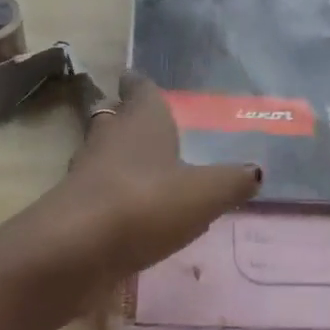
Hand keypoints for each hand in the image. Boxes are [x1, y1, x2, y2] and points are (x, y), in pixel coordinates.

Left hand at [54, 72, 261, 277]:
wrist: (75, 249)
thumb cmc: (146, 203)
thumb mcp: (205, 193)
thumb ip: (232, 181)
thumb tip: (256, 171)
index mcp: (142, 120)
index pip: (140, 89)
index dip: (141, 85)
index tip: (138, 80)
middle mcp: (110, 136)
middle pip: (115, 119)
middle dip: (127, 119)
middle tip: (146, 125)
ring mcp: (86, 172)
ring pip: (103, 155)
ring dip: (118, 159)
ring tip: (144, 171)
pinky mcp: (73, 208)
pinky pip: (97, 192)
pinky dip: (112, 196)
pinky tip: (131, 213)